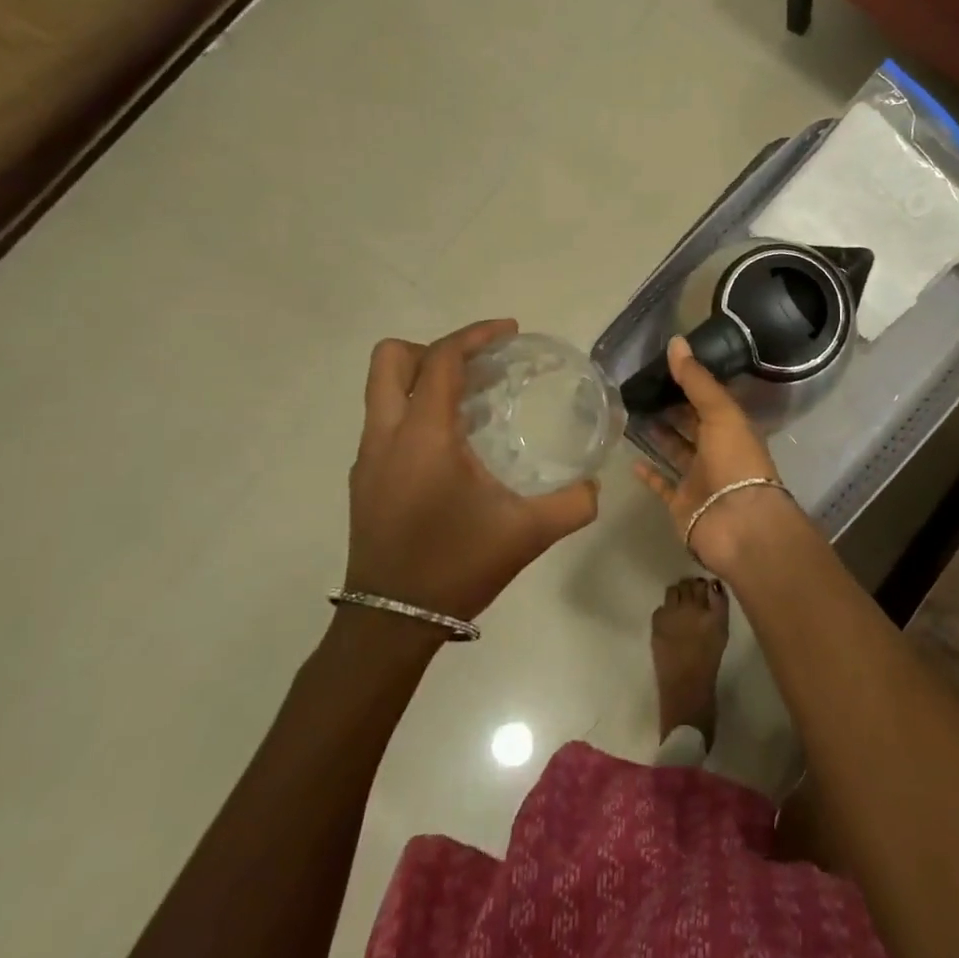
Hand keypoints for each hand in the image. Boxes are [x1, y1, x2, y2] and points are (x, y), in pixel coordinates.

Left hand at [346, 319, 598, 623]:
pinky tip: (453, 445)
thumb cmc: (456, 567)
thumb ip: (572, 504)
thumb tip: (594, 485)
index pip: (442, 359)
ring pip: (383, 389)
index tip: (510, 332)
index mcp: (424, 436)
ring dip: (425, 379)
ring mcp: (369, 458)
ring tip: (472, 400)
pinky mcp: (364, 479)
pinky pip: (386, 420)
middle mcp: (386, 435)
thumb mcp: (527, 534)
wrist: (391, 624)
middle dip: (436, 349)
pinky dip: (416, 410)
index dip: (475, 335)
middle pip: (391, 359)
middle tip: (479, 366)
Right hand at [631, 336, 800, 575]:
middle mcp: (717, 451)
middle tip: (639, 387)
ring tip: (630, 413)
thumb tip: (676, 341)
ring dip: (658, 435)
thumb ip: (697, 379)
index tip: (662, 365)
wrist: (738, 524)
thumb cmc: (735, 461)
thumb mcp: (720, 412)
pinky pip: (663, 485)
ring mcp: (699, 479)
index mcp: (733, 427)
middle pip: (691, 424)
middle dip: (671, 407)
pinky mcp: (682, 504)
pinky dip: (649, 473)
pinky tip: (631, 458)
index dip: (689, 382)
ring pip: (676, 451)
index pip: (709, 399)